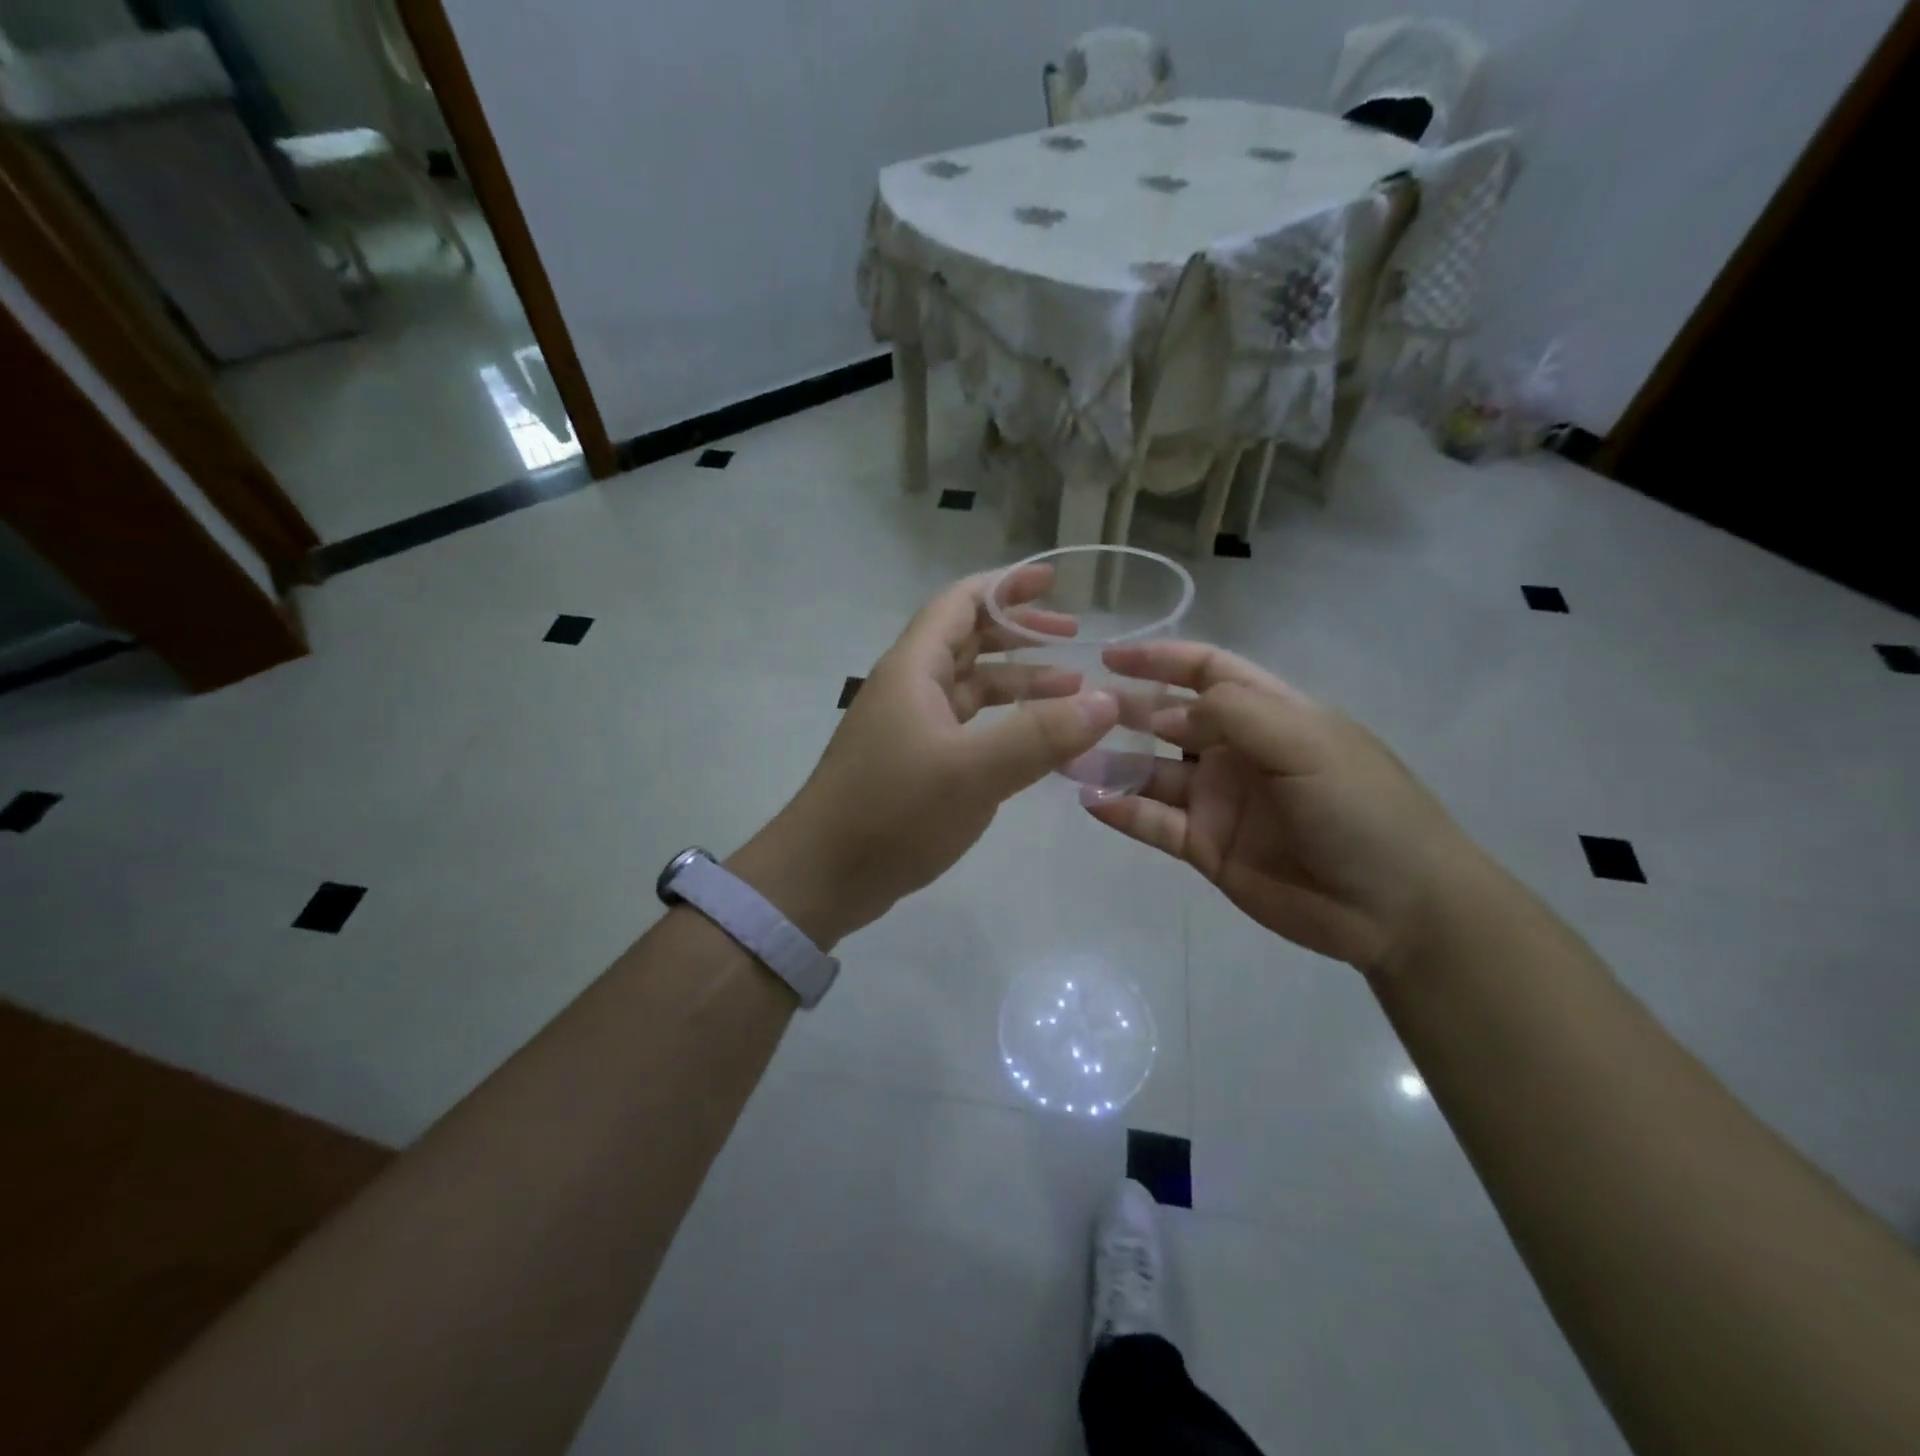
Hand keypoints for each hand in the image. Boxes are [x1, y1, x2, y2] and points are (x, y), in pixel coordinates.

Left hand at [734, 567, 1119, 944]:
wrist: (822, 876)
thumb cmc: (892, 813)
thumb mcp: (973, 772)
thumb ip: (1041, 735)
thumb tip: (1106, 701)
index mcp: (914, 670)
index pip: (960, 603)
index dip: (1006, 585)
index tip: (1053, 581)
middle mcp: (909, 688)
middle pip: (968, 641)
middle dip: (1020, 634)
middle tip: (1073, 639)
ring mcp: (909, 728)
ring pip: (970, 688)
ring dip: (1017, 684)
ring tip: (1071, 693)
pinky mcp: (913, 764)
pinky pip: (966, 727)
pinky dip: (1002, 725)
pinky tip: (1035, 744)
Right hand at [1085, 641, 1478, 971]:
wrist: (1397, 908)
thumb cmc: (1362, 808)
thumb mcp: (1306, 742)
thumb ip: (1234, 714)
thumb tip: (1163, 713)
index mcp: (1269, 714)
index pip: (1206, 672)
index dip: (1160, 660)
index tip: (1110, 656)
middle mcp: (1236, 752)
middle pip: (1168, 721)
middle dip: (1125, 711)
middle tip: (1075, 708)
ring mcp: (1218, 801)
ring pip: (1152, 774)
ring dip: (1110, 764)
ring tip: (1065, 757)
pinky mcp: (1206, 847)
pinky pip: (1155, 823)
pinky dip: (1122, 811)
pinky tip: (1090, 801)